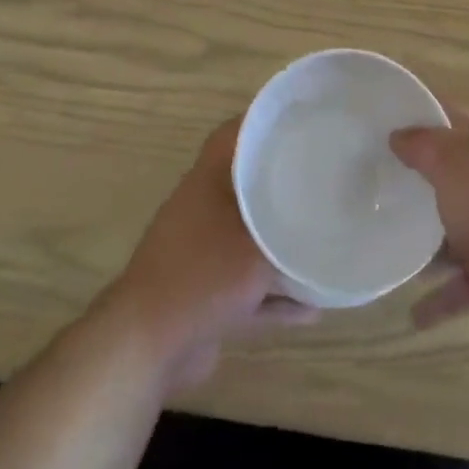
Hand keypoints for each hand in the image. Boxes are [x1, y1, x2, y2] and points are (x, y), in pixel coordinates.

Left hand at [107, 116, 315, 391]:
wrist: (146, 346)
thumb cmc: (203, 276)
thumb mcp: (259, 246)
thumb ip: (292, 230)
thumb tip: (322, 219)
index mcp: (207, 181)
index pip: (234, 134)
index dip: (264, 123)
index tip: (301, 123)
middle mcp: (201, 210)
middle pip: (247, 186)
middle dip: (283, 184)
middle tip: (322, 181)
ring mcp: (201, 254)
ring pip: (249, 239)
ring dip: (281, 245)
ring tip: (322, 245)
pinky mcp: (204, 294)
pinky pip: (248, 286)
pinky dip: (275, 295)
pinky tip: (312, 308)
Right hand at [390, 114, 468, 348]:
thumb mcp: (458, 163)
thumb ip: (425, 147)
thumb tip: (398, 134)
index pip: (449, 122)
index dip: (416, 119)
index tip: (376, 123)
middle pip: (448, 179)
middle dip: (412, 183)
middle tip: (365, 187)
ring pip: (451, 233)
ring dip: (422, 242)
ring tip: (380, 246)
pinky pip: (462, 288)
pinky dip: (439, 301)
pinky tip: (412, 315)